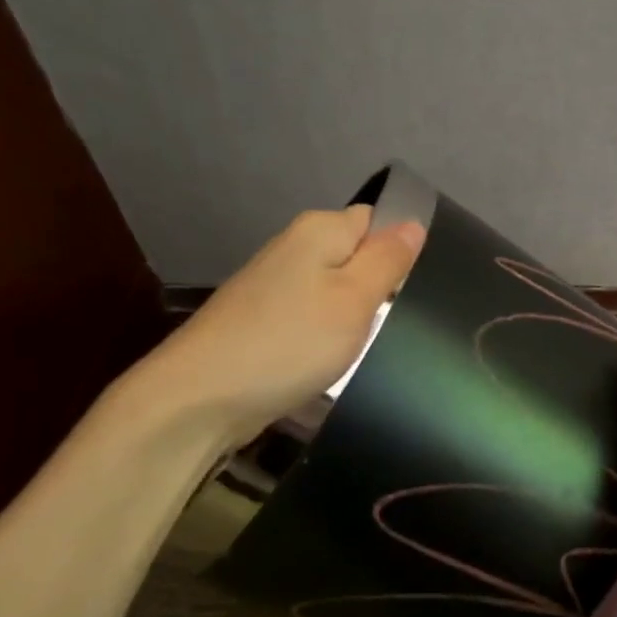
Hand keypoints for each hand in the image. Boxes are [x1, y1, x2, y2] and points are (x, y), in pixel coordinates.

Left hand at [129, 205, 423, 447]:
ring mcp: (275, 285)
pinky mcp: (264, 320)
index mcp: (319, 230)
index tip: (414, 289)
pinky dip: (327, 334)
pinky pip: (312, 314)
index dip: (400, 249)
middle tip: (398, 321)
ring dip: (354, 313)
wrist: (203, 396)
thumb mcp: (354, 299)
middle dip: (379, 285)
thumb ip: (387, 259)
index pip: (377, 220)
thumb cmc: (291, 342)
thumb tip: (413, 223)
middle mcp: (294, 248)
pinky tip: (333, 357)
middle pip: (355, 254)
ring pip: (334, 288)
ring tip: (367, 343)